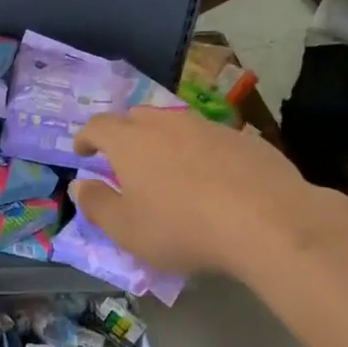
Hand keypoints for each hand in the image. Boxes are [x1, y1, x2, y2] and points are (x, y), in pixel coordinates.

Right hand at [72, 107, 347, 278]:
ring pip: (176, 124)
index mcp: (131, 141)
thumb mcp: (127, 230)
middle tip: (122, 158)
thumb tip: (79, 185)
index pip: (98, 126)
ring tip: (167, 167)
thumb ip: (97, 204)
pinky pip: (210, 138)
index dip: (85, 138)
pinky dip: (199, 151)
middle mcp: (167, 123)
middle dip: (123, 133)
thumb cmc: (182, 228)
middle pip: (136, 117)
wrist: (268, 222)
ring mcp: (208, 127)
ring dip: (163, 140)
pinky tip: (211, 178)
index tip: (82, 152)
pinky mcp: (244, 139)